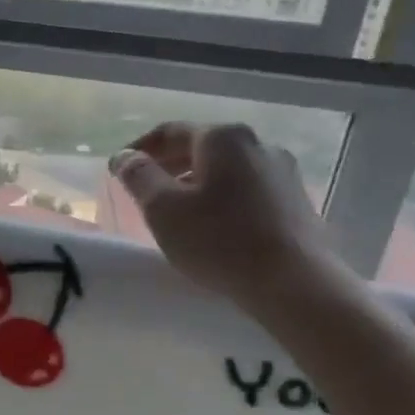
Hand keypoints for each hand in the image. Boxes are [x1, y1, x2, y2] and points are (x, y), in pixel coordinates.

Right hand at [110, 122, 343, 311]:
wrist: (294, 283)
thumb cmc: (218, 239)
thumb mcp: (162, 208)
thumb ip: (138, 175)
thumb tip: (124, 156)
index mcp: (222, 137)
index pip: (169, 132)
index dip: (139, 149)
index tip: (119, 170)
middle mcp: (256, 143)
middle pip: (200, 147)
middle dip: (168, 165)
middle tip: (143, 190)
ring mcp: (282, 171)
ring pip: (225, 168)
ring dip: (195, 182)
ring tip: (176, 211)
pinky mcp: (295, 200)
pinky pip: (246, 188)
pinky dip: (221, 197)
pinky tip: (212, 224)